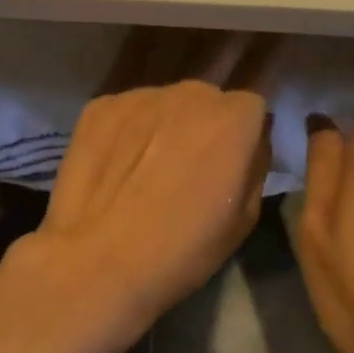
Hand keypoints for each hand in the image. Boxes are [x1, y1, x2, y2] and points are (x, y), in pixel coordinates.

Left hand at [22, 28, 274, 343]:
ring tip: (145, 171)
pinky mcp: (100, 105)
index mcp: (233, 117)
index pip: (251, 109)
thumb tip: (250, 144)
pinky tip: (116, 169)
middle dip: (203, 127)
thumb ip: (255, 165)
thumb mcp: (245, 218)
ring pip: (165, 104)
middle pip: (206, 101)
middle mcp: (190, 92)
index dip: (242, 138)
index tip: (229, 167)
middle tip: (188, 170)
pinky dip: (127, 132)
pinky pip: (127, 112)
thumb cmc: (183, 248)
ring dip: (164, 127)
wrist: (99, 260)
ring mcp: (140, 95)